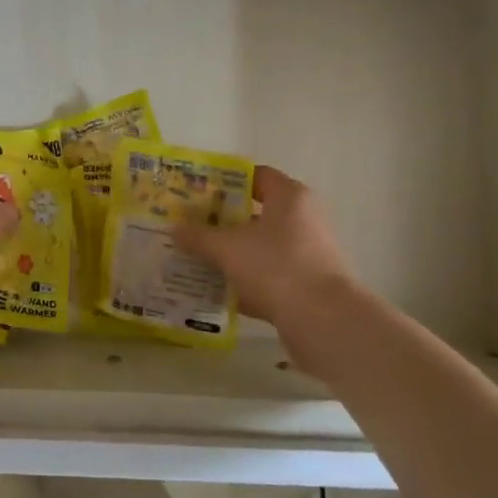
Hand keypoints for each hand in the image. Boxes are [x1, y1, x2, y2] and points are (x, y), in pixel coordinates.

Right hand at [174, 166, 357, 352]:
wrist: (322, 320)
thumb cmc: (275, 267)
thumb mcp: (227, 248)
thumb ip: (199, 237)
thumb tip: (174, 228)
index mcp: (289, 197)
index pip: (256, 176)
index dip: (225, 181)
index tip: (197, 191)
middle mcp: (303, 219)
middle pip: (256, 212)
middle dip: (222, 220)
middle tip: (190, 225)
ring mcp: (307, 253)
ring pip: (260, 246)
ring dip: (232, 252)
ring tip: (197, 257)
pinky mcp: (306, 284)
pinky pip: (268, 274)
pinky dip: (245, 280)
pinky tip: (217, 290)